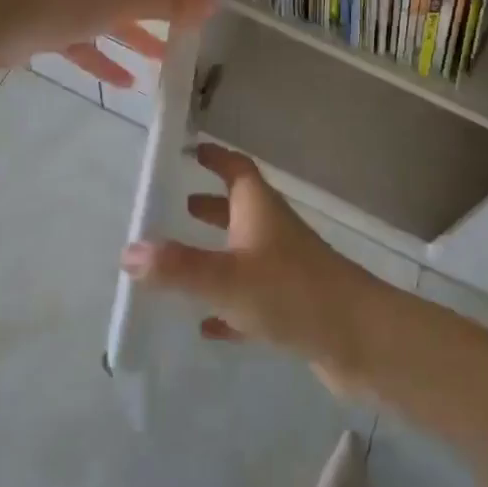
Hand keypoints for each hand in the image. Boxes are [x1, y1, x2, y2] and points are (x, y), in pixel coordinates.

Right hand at [119, 143, 384, 393]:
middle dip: (210, 205)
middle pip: (238, 208)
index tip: (192, 148)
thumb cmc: (291, 292)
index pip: (236, 168)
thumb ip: (177, 267)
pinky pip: (251, 298)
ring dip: (216, 253)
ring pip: (244, 252)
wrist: (359, 338)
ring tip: (181, 262)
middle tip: (179, 206)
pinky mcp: (292, 306)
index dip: (215, 156)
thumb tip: (128, 250)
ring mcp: (285, 268)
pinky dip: (228, 305)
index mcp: (259, 209)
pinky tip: (207, 326)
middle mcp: (272, 230)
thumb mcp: (226, 278)